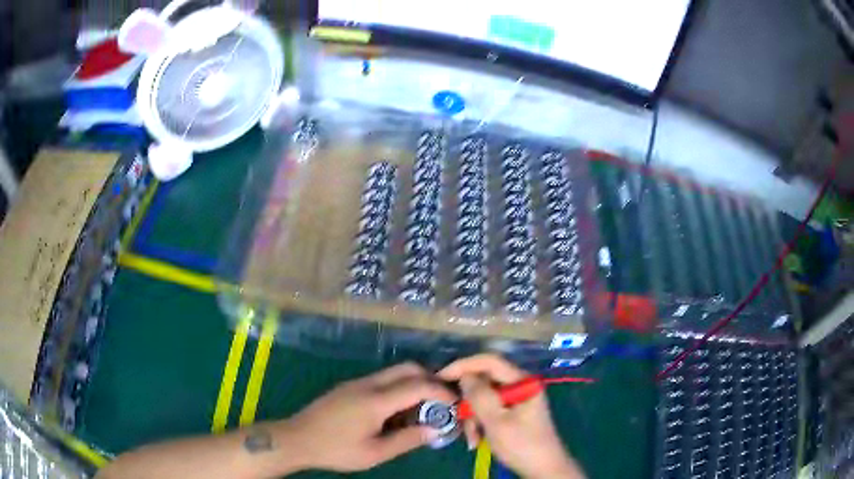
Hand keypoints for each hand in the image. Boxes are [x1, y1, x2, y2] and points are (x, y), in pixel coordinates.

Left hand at [280, 362, 455, 471]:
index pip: (418, 385)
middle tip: (440, 403)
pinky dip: (397, 390)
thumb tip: (434, 430)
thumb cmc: (336, 449)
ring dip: (413, 385)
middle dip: (430, 380)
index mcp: (376, 400)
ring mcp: (356, 383)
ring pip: (394, 373)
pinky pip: (381, 381)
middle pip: (407, 368)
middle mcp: (368, 384)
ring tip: (420, 411)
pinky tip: (396, 413)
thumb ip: (407, 440)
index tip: (455, 402)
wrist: (297, 439)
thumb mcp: (374, 453)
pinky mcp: (349, 388)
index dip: (441, 391)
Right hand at [439, 354, 584, 478]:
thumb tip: (464, 376)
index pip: (489, 361)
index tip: (440, 377)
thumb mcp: (497, 421)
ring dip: (473, 418)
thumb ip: (479, 396)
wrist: (542, 469)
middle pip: (485, 382)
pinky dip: (480, 424)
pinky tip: (477, 441)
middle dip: (469, 402)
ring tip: (472, 439)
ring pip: (484, 399)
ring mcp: (517, 400)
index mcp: (522, 381)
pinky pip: (490, 411)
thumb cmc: (522, 444)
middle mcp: (520, 385)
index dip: (464, 365)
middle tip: (459, 420)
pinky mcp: (513, 413)